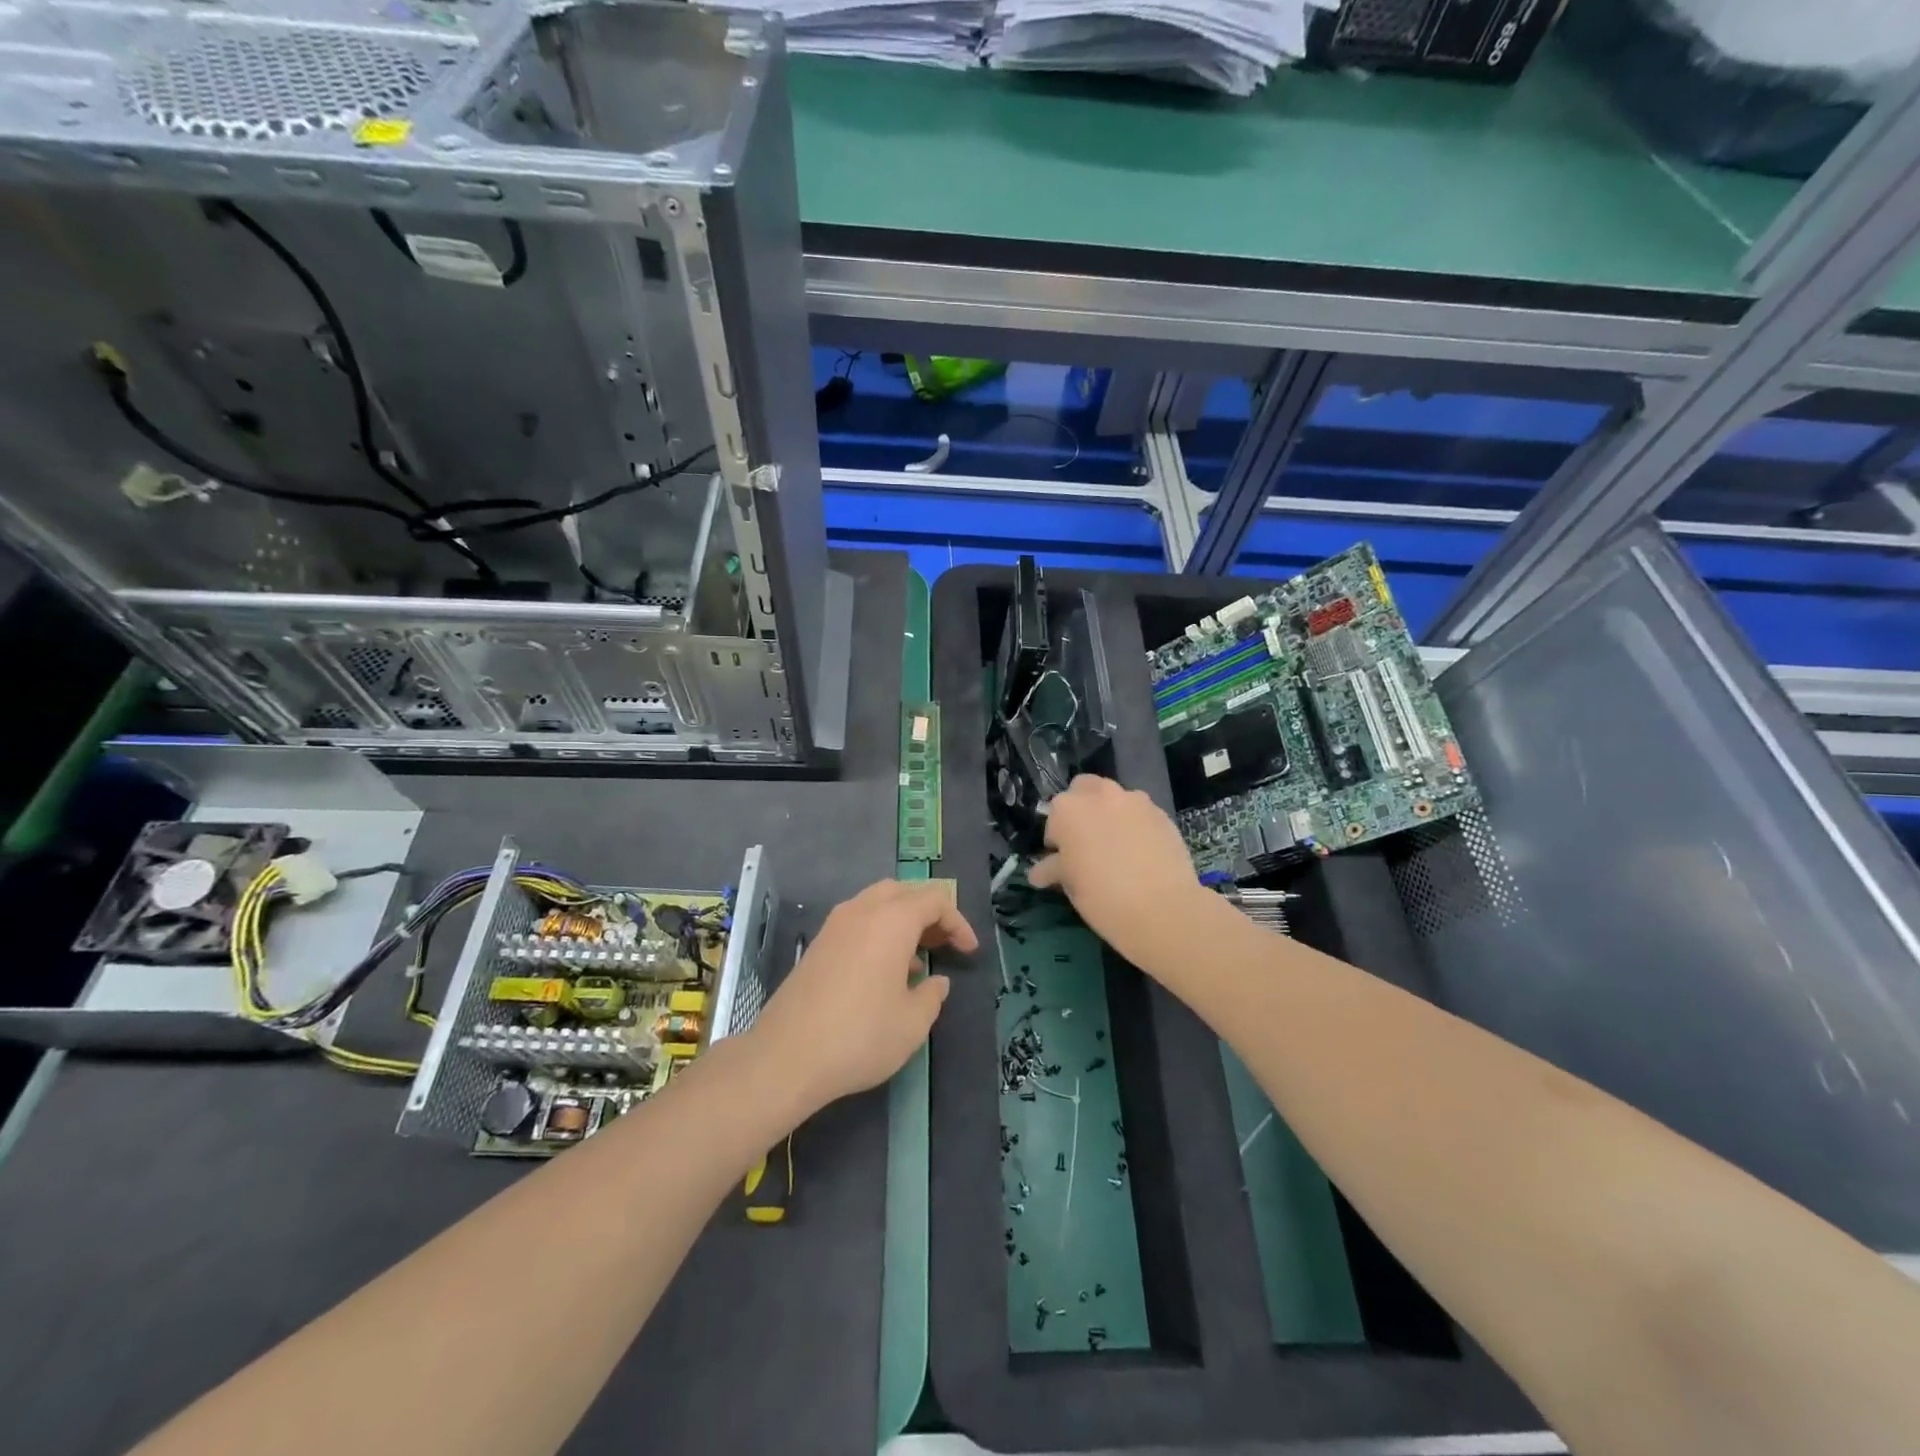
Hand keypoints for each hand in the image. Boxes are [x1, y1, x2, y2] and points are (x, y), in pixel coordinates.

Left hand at [748, 880, 976, 1115]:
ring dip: (902, 921)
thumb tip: (935, 981)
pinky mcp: (817, 945)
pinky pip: (857, 921)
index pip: (934, 900)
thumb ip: (932, 995)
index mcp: (891, 921)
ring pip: (877, 903)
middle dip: (928, 913)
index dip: (957, 922)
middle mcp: (862, 911)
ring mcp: (834, 926)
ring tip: (917, 961)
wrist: (786, 1056)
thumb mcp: (912, 1023)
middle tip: (943, 945)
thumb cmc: (860, 1036)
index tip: (968, 952)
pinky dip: (878, 932)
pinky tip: (883, 972)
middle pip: (903, 892)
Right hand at [1029, 775, 1204, 966]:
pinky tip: (1140, 853)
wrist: (1163, 909)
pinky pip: (1139, 813)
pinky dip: (1134, 825)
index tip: (1064, 860)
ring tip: (1116, 847)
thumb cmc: (1103, 897)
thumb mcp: (1070, 885)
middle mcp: (1100, 795)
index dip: (1057, 840)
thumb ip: (1054, 868)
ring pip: (1114, 798)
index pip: (1053, 817)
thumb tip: (1041, 871)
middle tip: (1086, 843)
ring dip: (1109, 814)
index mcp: (1068, 809)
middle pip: (1083, 789)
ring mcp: (1134, 801)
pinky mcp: (1161, 813)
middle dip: (1081, 810)